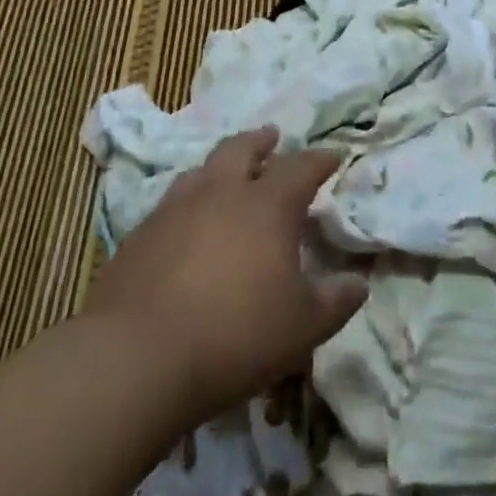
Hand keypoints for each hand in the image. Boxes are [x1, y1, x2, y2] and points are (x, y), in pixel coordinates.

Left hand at [84, 127, 366, 426]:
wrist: (137, 357)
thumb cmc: (235, 334)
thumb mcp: (302, 326)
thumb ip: (335, 301)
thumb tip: (359, 284)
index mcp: (266, 205)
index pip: (300, 168)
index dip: (319, 160)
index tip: (332, 156)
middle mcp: (220, 193)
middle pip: (242, 149)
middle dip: (260, 141)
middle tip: (271, 137)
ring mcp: (174, 209)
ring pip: (201, 171)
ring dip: (220, 166)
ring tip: (227, 174)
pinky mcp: (139, 235)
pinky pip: (170, 204)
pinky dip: (187, 203)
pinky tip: (186, 225)